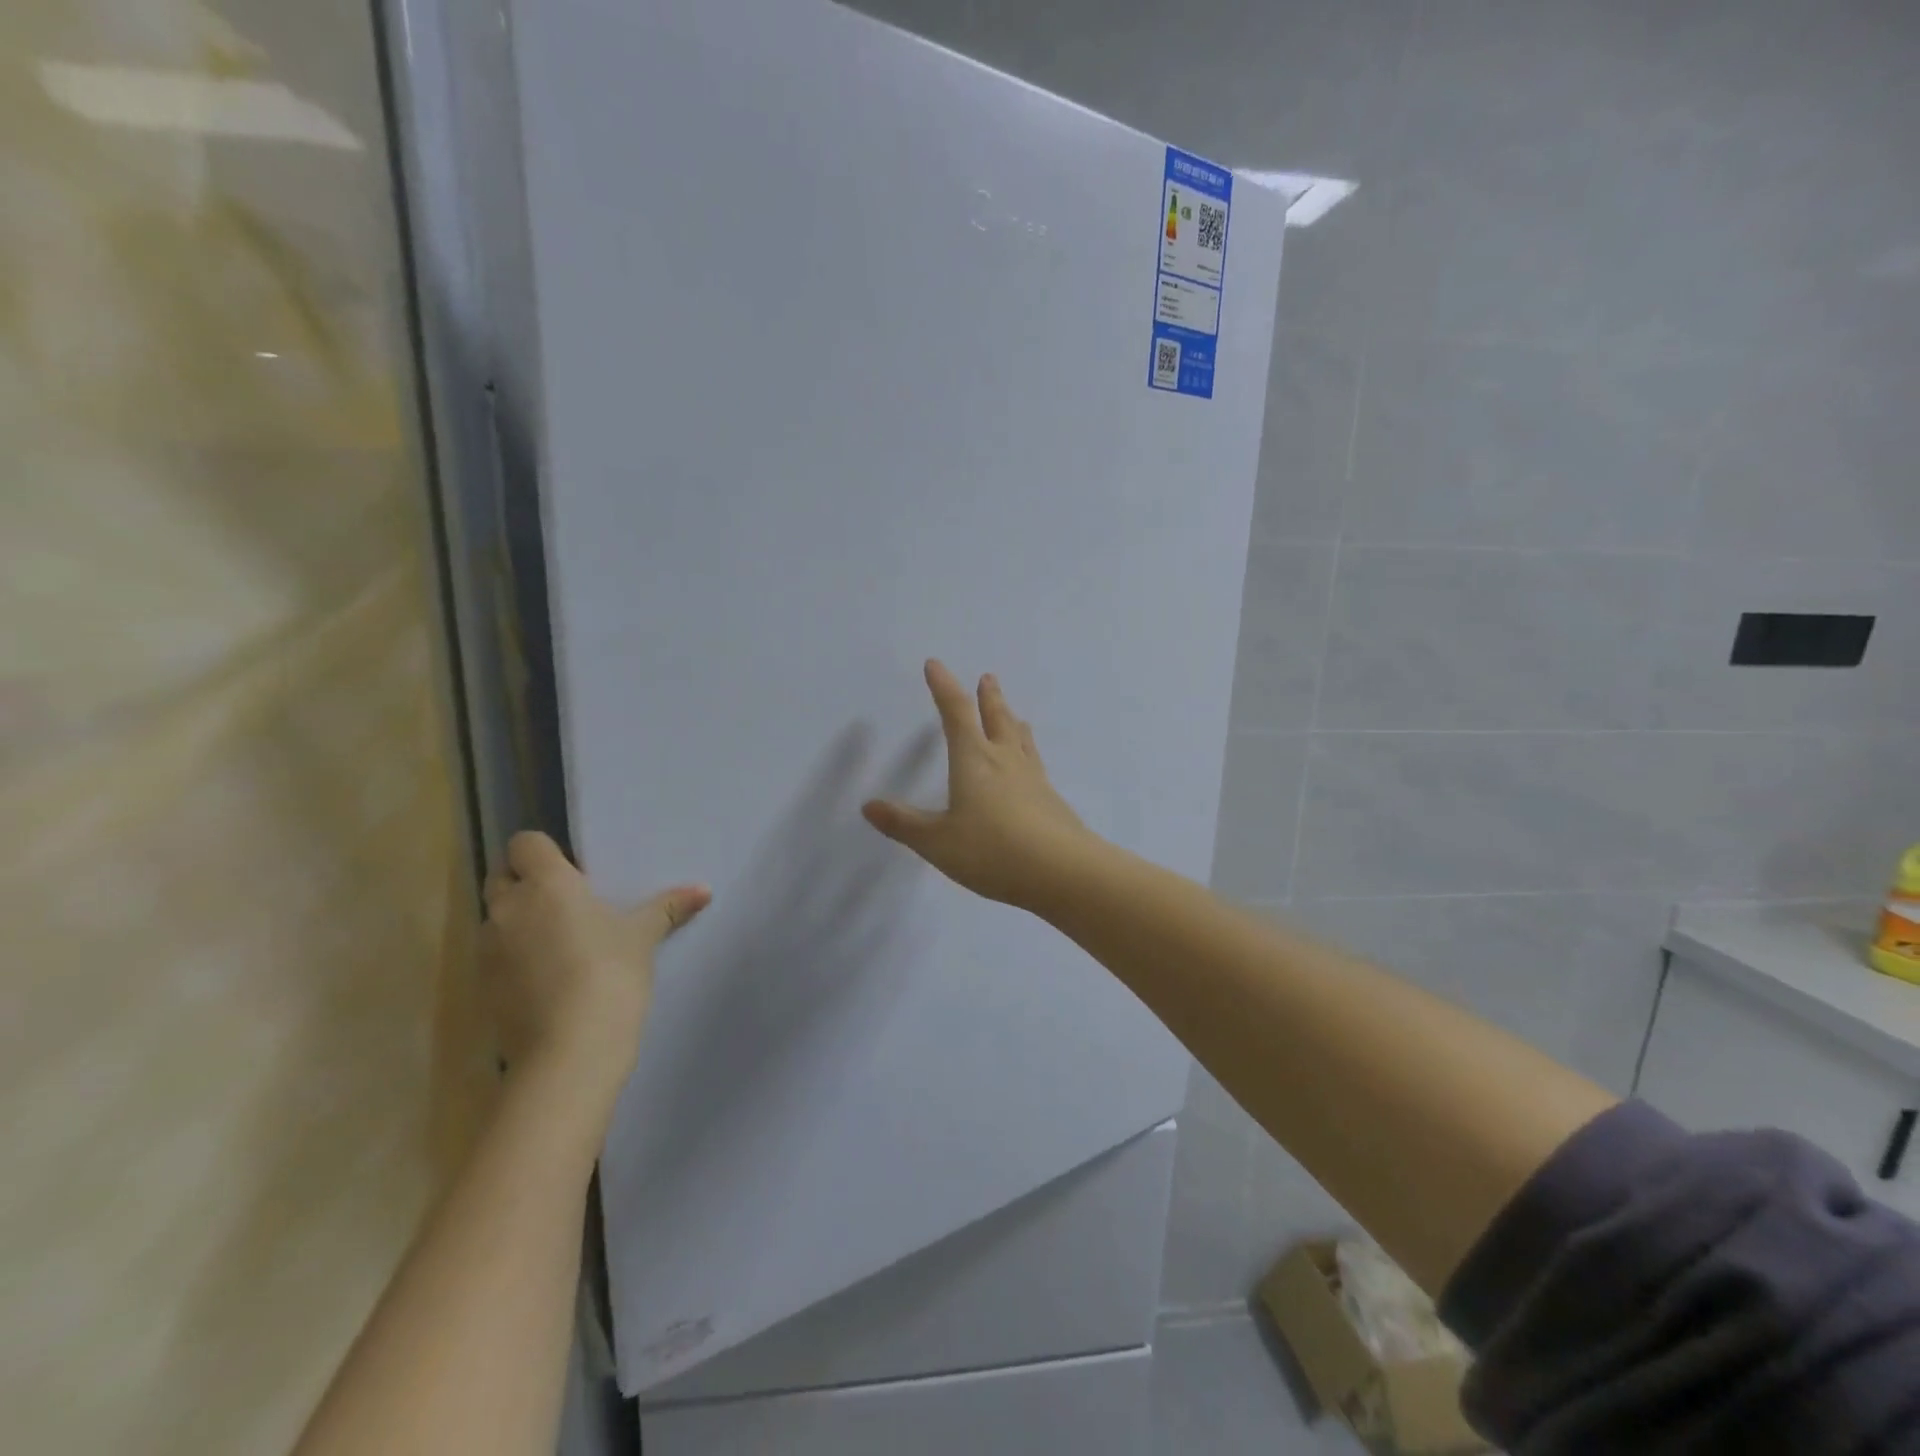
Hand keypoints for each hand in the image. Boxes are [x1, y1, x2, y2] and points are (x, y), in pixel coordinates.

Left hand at [480, 831, 710, 1116]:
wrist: (569, 1050)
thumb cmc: (610, 974)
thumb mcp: (643, 937)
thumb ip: (667, 908)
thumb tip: (704, 890)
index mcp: (546, 884)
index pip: (525, 844)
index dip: (545, 852)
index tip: (573, 871)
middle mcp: (508, 909)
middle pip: (502, 878)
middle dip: (526, 884)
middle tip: (568, 903)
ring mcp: (488, 950)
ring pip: (497, 919)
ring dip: (519, 923)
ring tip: (559, 943)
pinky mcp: (481, 988)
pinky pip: (495, 957)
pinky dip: (514, 959)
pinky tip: (548, 979)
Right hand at [862, 660, 1094, 911]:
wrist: (1062, 871)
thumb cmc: (992, 851)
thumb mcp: (938, 842)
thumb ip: (904, 824)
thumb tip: (868, 806)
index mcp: (974, 760)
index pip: (956, 713)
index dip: (943, 687)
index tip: (935, 665)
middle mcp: (1005, 760)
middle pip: (996, 718)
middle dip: (988, 697)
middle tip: (987, 677)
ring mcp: (1033, 778)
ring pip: (1021, 739)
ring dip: (1012, 720)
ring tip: (1013, 713)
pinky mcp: (1051, 799)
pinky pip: (1035, 763)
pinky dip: (1027, 751)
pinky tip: (1031, 766)